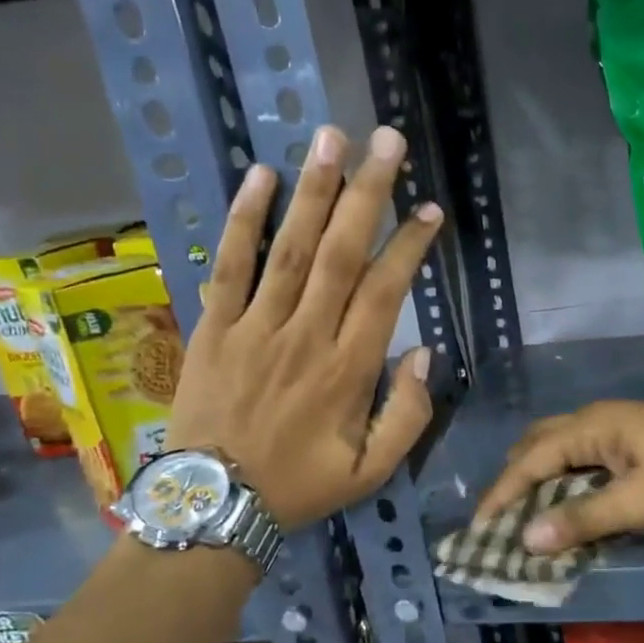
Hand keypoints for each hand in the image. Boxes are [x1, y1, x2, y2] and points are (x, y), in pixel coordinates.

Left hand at [166, 125, 440, 529]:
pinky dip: (244, 220)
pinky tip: (260, 177)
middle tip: (386, 140)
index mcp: (348, 370)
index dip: (410, 245)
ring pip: (290, 249)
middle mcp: (305, 336)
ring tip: (331, 137)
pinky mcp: (213, 327)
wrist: (214, 505)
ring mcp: (255, 327)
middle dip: (367, 193)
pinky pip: (230, 266)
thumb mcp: (371, 473)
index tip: (430, 209)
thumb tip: (424, 354)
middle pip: (341, 253)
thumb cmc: (299, 487)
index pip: (385, 291)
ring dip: (313, 191)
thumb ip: (408, 417)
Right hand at [474, 400, 643, 553]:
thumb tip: (526, 537)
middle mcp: (595, 421)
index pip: (529, 461)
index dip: (501, 495)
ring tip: (527, 517)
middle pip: (538, 447)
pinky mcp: (634, 442)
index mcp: (590, 428)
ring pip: (561, 452)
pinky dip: (566, 482)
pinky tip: (569, 506)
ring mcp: (616, 429)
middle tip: (501, 520)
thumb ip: (583, 520)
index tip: (479, 528)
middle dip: (515, 481)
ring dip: (540, 482)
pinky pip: (584, 460)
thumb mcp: (640, 503)